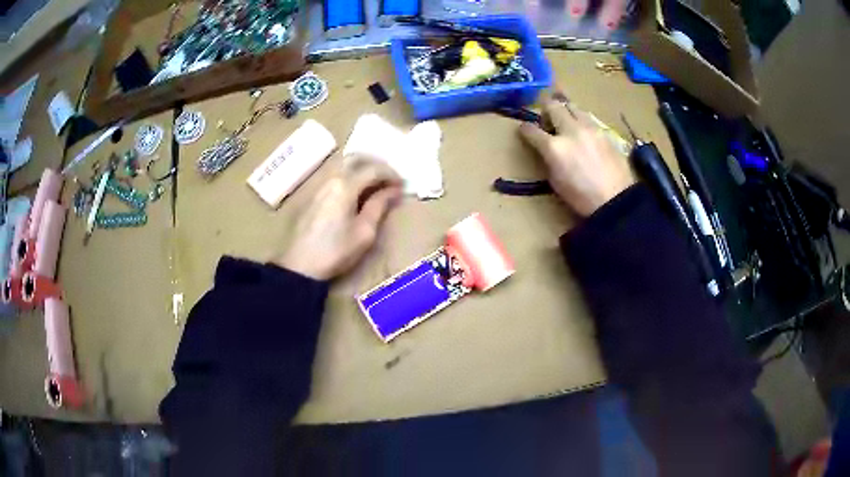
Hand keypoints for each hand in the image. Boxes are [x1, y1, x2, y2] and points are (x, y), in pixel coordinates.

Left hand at [277, 161, 401, 279]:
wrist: (300, 266)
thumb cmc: (336, 251)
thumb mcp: (365, 232)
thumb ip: (379, 206)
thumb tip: (393, 190)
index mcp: (345, 186)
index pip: (373, 169)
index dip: (391, 174)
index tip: (403, 185)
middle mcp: (331, 179)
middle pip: (355, 158)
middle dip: (376, 163)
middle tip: (390, 177)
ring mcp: (319, 185)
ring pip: (343, 165)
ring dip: (362, 168)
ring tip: (376, 184)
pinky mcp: (313, 195)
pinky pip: (335, 176)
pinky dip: (350, 176)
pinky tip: (357, 192)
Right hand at [519, 95, 635, 216]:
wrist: (616, 201)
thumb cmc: (582, 198)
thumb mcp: (556, 181)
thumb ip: (549, 158)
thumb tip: (548, 148)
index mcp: (554, 147)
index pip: (531, 129)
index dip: (525, 129)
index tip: (525, 131)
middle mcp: (571, 131)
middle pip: (553, 106)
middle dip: (546, 109)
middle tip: (548, 120)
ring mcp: (590, 128)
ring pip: (573, 106)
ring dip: (566, 112)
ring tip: (568, 123)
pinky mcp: (604, 131)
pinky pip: (589, 118)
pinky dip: (582, 122)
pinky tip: (585, 135)